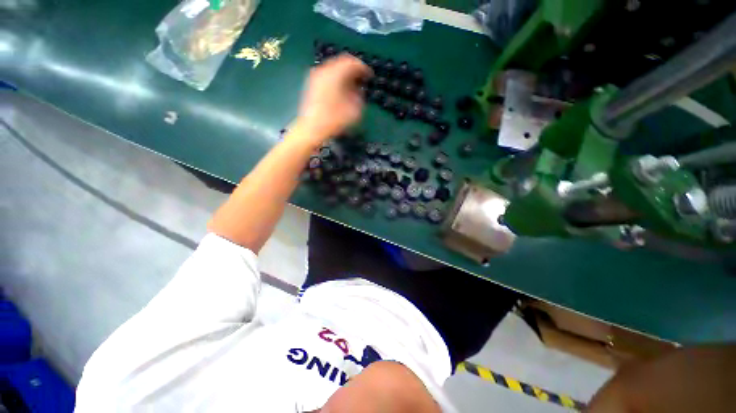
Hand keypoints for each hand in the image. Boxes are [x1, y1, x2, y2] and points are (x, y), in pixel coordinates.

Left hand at [296, 54, 372, 143]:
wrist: (312, 129)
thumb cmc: (334, 120)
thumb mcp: (354, 110)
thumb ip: (359, 96)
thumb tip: (359, 90)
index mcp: (335, 73)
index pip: (352, 62)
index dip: (363, 68)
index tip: (370, 76)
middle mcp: (324, 70)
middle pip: (341, 62)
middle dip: (353, 70)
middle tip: (362, 80)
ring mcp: (316, 77)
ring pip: (333, 69)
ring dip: (344, 75)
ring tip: (352, 86)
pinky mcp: (312, 85)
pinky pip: (327, 76)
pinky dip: (336, 79)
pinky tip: (341, 91)